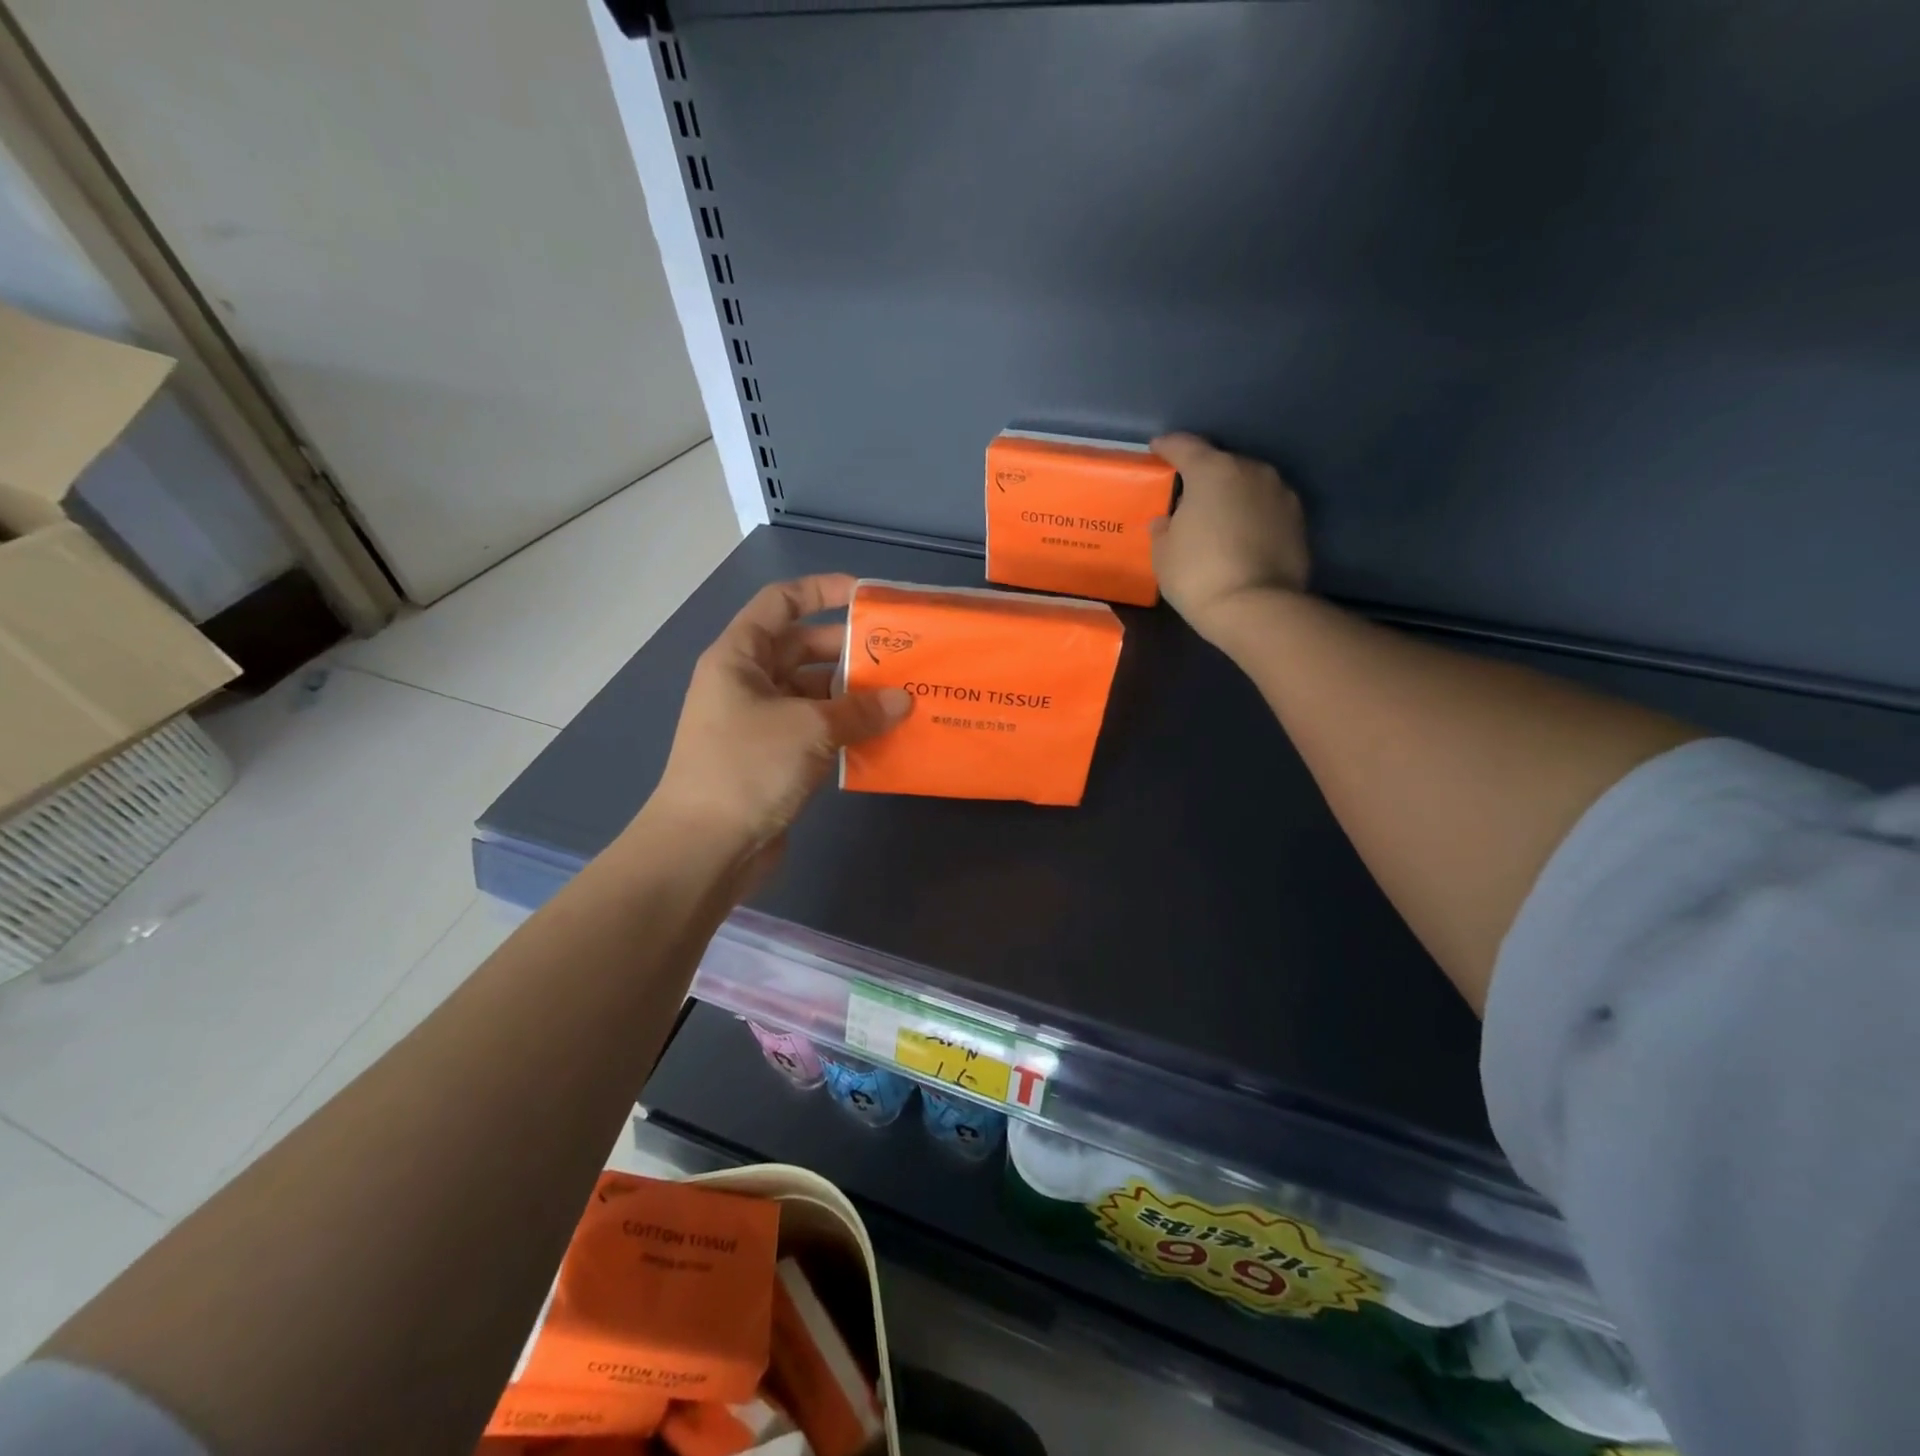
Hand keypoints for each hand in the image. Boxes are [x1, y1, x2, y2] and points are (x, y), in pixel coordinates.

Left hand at [644, 573, 909, 873]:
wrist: (705, 847)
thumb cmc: (748, 767)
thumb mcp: (809, 728)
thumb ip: (859, 709)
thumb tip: (903, 701)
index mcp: (740, 657)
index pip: (781, 603)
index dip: (821, 590)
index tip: (866, 598)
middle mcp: (747, 682)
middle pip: (802, 649)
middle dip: (848, 650)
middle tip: (899, 658)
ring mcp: (759, 722)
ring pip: (811, 692)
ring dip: (851, 695)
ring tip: (900, 697)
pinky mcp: (773, 757)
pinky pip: (814, 729)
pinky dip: (844, 729)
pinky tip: (881, 736)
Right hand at [1149, 433, 1310, 644]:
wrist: (1256, 608)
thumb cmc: (1198, 575)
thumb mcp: (1164, 553)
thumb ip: (1164, 528)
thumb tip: (1168, 520)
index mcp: (1213, 471)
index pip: (1185, 446)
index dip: (1168, 447)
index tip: (1157, 449)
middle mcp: (1251, 471)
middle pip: (1221, 464)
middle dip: (1203, 476)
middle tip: (1187, 497)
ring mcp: (1281, 494)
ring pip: (1248, 486)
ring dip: (1232, 496)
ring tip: (1217, 519)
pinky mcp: (1299, 520)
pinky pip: (1265, 509)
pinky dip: (1251, 516)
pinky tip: (1240, 537)